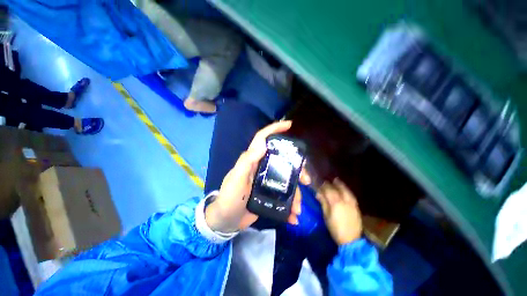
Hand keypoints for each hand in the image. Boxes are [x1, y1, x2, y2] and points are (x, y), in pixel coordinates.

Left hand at [205, 121, 310, 232]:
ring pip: (287, 180)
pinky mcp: (269, 192)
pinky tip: (293, 215)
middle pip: (283, 160)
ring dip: (295, 193)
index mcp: (253, 160)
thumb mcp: (236, 178)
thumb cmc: (229, 197)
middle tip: (305, 180)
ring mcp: (267, 180)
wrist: (227, 220)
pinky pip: (284, 195)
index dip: (275, 129)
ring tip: (298, 208)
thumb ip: (246, 161)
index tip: (289, 125)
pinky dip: (290, 205)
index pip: (262, 139)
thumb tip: (262, 144)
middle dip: (297, 168)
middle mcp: (262, 166)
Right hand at [317, 179, 361, 245]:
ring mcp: (352, 204)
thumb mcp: (326, 216)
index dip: (324, 186)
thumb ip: (323, 203)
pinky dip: (347, 191)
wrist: (351, 240)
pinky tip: (345, 190)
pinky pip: (351, 195)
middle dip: (332, 184)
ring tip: (337, 181)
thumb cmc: (335, 229)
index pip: (328, 190)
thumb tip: (318, 193)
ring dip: (341, 185)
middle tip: (328, 181)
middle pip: (338, 189)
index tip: (320, 184)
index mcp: (335, 203)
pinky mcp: (356, 207)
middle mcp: (344, 201)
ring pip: (346, 191)